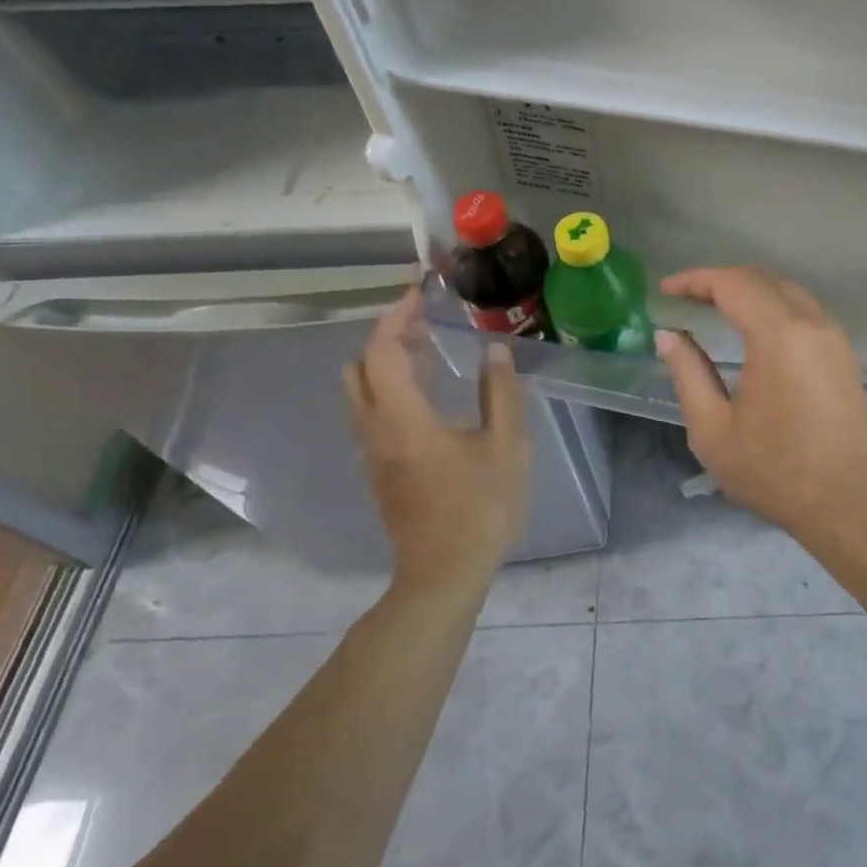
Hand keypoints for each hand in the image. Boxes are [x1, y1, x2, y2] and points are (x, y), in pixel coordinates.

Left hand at [344, 289, 530, 584]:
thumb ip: (499, 392)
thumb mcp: (507, 445)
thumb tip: (494, 350)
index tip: (419, 292)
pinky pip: (371, 411)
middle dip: (386, 335)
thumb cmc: (480, 507)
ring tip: (429, 347)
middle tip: (424, 320)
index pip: (384, 350)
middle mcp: (375, 429)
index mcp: (402, 417)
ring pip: (361, 391)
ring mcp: (372, 452)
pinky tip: (427, 392)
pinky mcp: (379, 469)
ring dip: (386, 361)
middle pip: (359, 367)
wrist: (444, 574)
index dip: (398, 316)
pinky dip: (389, 386)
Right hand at [654, 267, 866, 538]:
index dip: (696, 280)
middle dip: (721, 280)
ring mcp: (834, 336)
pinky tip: (752, 326)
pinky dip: (773, 305)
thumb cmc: (773, 470)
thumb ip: (687, 373)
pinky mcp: (844, 353)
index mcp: (780, 336)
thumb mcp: (713, 429)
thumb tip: (668, 336)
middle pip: (762, 279)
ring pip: (787, 290)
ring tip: (713, 306)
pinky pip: (804, 310)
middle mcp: (812, 324)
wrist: (845, 502)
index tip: (666, 290)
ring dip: (749, 289)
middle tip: (686, 297)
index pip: (734, 284)